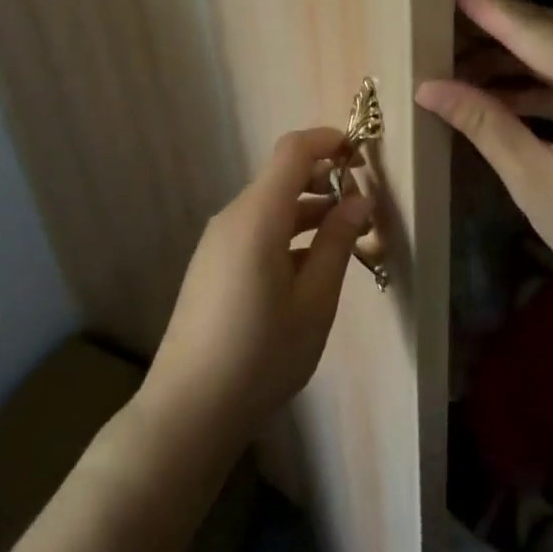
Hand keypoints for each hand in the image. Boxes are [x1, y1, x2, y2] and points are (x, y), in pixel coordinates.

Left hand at [141, 128, 372, 447]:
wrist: (189, 410)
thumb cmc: (261, 355)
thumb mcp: (314, 301)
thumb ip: (337, 242)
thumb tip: (360, 199)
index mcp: (257, 216)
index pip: (292, 151)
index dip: (328, 141)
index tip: (361, 153)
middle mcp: (233, 217)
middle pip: (281, 177)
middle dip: (324, 179)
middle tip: (364, 206)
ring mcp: (218, 241)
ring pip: (270, 205)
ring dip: (308, 209)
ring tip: (347, 236)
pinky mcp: (212, 264)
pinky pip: (255, 230)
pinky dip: (287, 231)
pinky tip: (310, 266)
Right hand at [417, 0, 552, 313]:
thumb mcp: (538, 183)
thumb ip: (485, 124)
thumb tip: (429, 87)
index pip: (532, 28)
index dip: (483, 4)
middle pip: (548, 28)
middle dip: (490, 23)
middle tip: (434, 19)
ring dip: (510, 53)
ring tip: (453, 57)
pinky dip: (537, 77)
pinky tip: (494, 87)